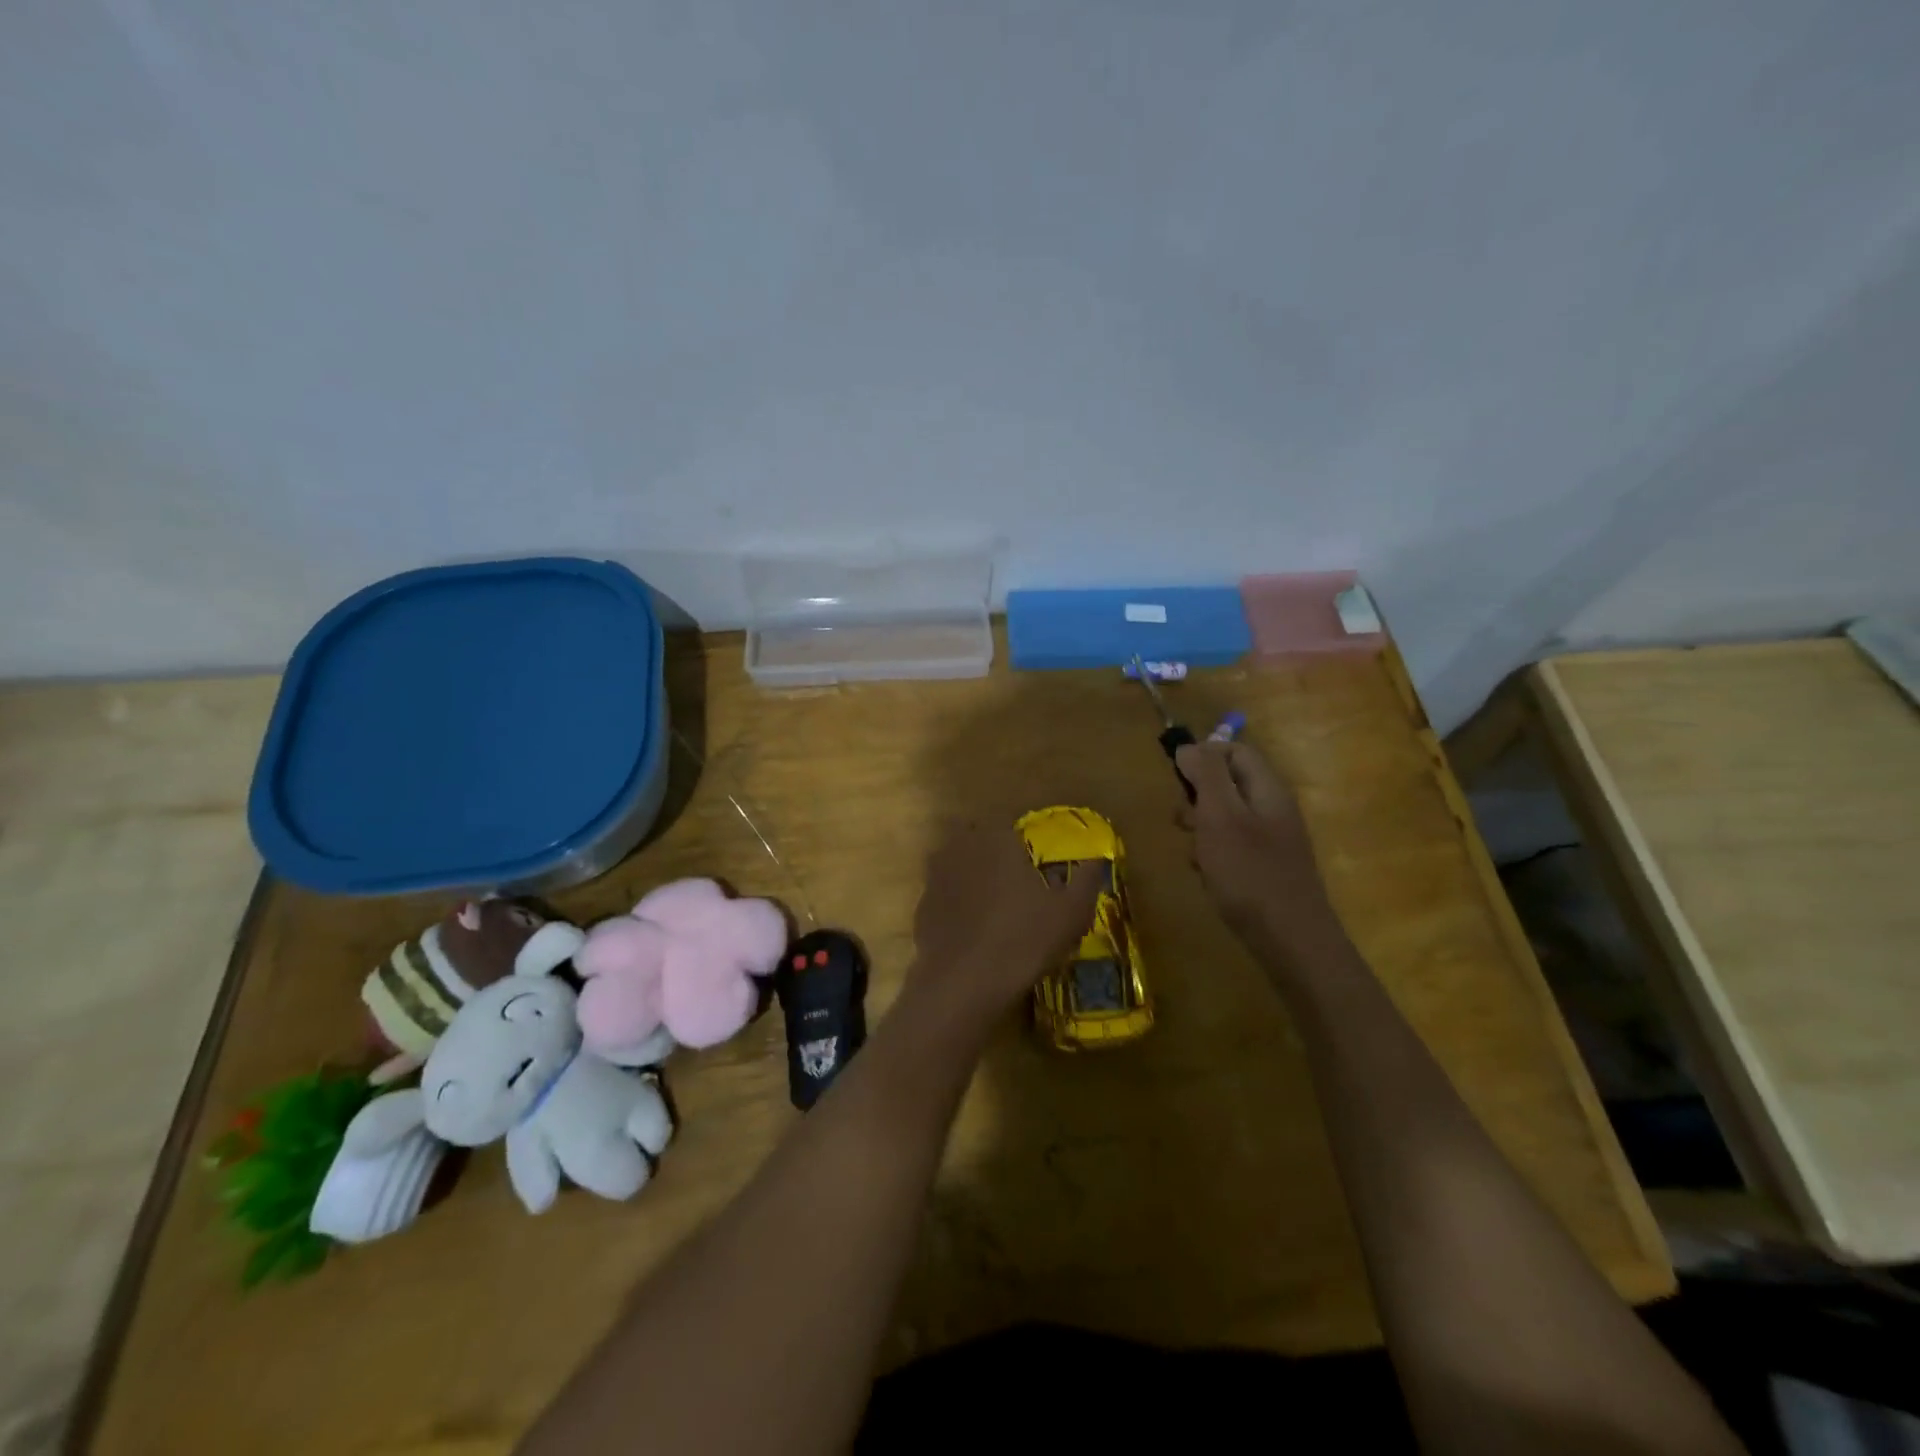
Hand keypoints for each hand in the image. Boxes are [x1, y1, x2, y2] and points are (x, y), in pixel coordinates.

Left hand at [909, 821, 1101, 1028]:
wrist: (964, 983)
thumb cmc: (1024, 938)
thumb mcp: (1071, 912)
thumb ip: (1087, 880)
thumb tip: (1097, 860)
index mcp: (997, 838)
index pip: (1009, 826)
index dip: (1022, 845)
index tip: (1033, 865)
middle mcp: (961, 847)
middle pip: (980, 841)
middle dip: (994, 856)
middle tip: (1015, 885)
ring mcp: (936, 877)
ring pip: (958, 866)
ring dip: (972, 878)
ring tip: (994, 908)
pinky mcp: (921, 907)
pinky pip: (945, 897)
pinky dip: (956, 906)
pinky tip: (972, 931)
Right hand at [1175, 740, 1340, 956]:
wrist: (1291, 940)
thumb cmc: (1249, 873)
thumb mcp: (1220, 816)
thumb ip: (1205, 776)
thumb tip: (1189, 746)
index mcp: (1267, 789)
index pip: (1234, 750)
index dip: (1203, 756)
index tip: (1177, 779)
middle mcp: (1272, 808)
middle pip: (1228, 782)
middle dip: (1197, 796)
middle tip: (1183, 821)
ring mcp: (1271, 839)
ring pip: (1225, 816)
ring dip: (1201, 828)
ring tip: (1194, 853)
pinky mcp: (1265, 866)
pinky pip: (1232, 845)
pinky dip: (1213, 853)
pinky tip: (1207, 874)